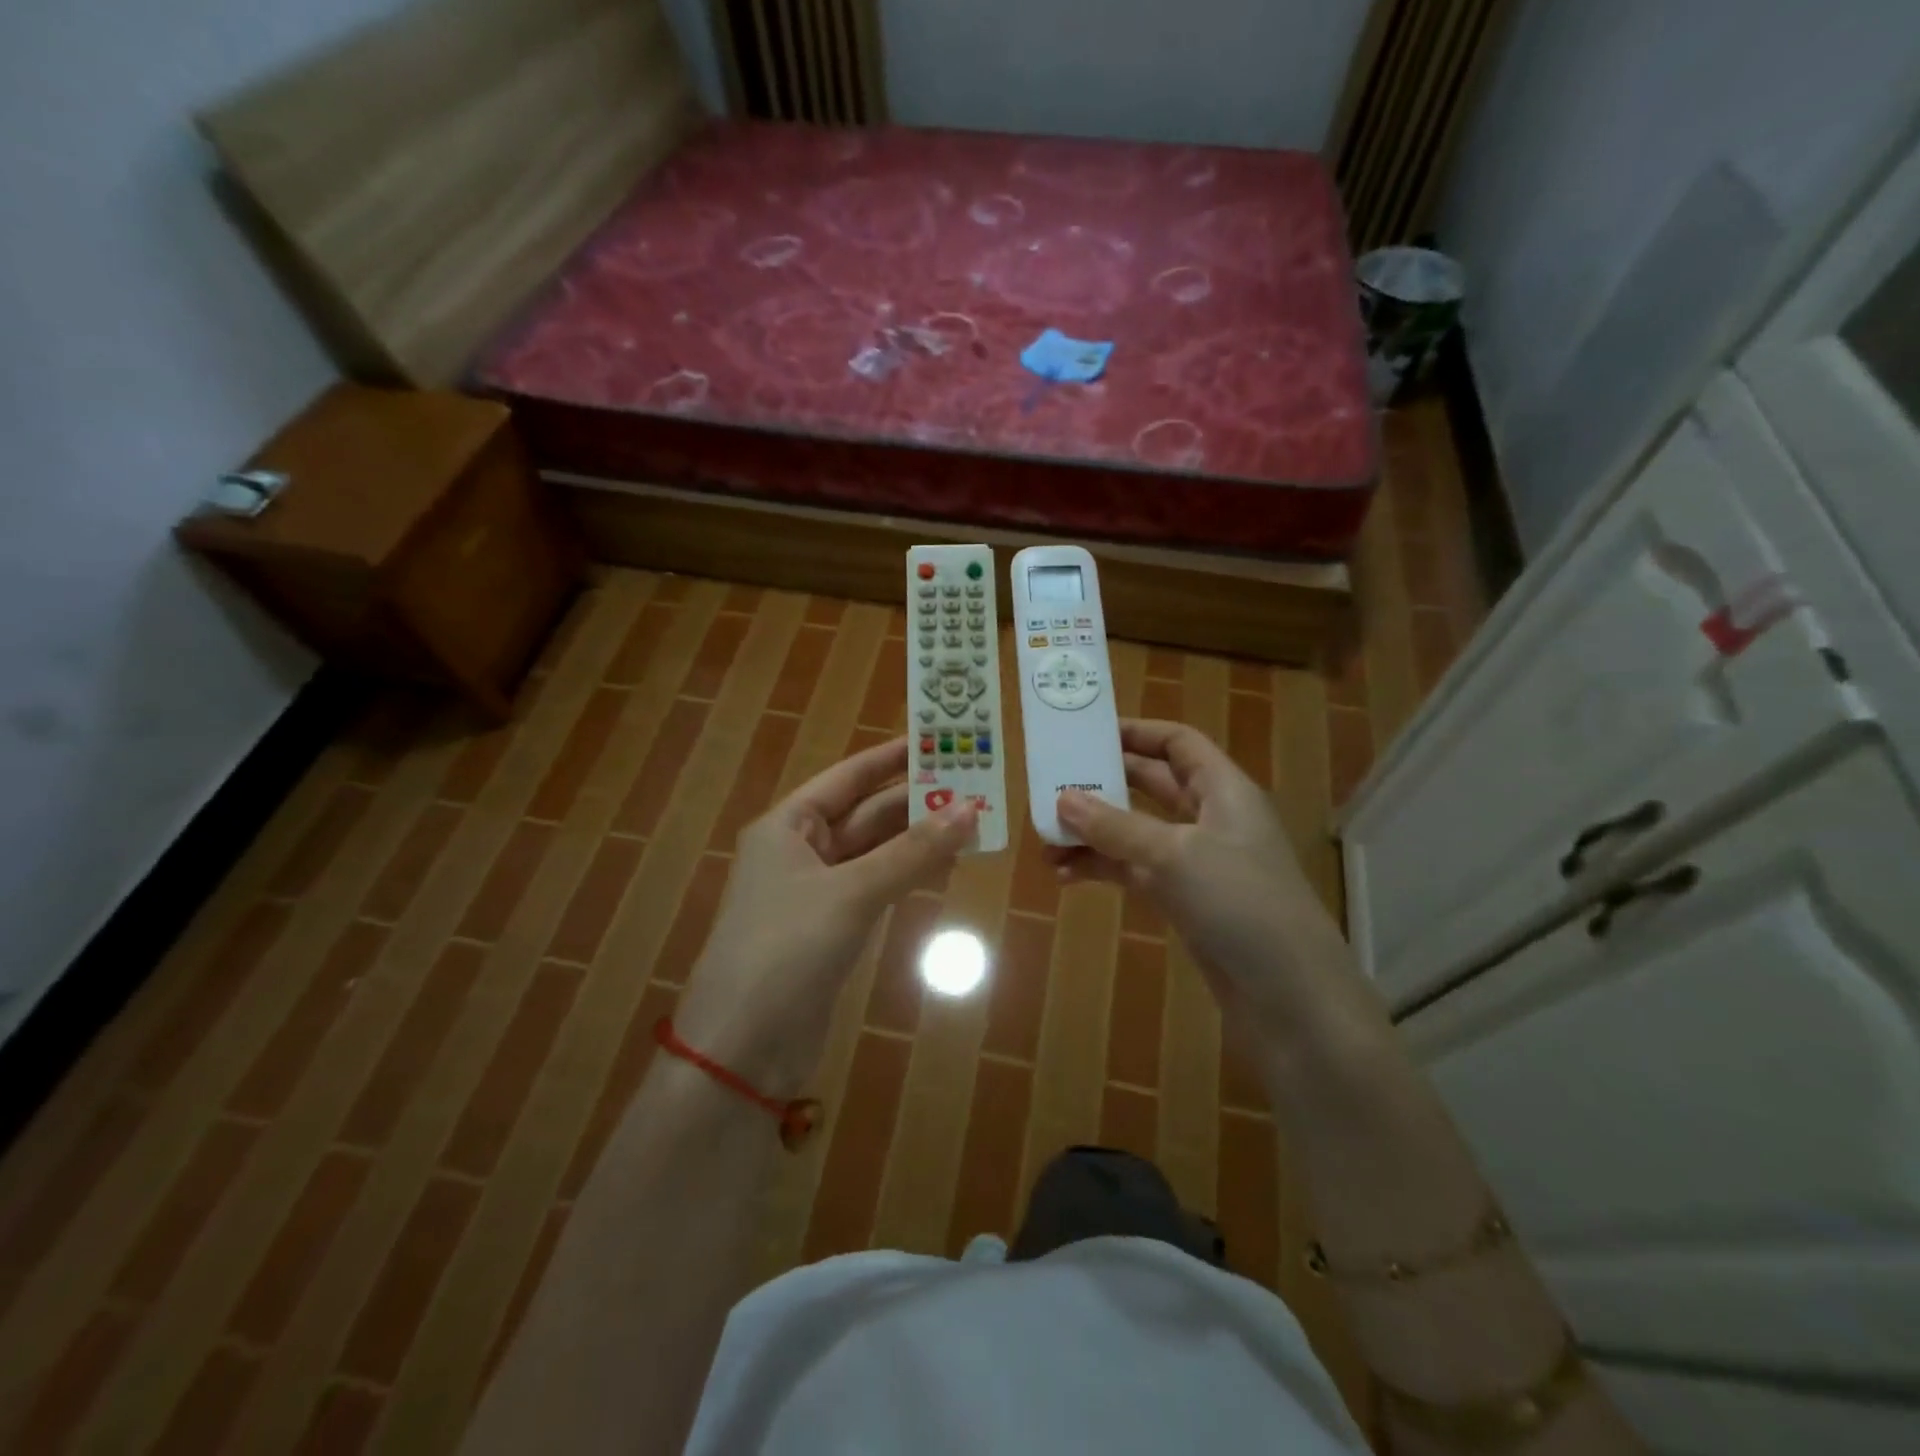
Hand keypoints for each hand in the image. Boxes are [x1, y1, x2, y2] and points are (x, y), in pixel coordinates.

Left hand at [676, 737, 975, 1093]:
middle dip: (916, 803)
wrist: (743, 1048)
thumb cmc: (787, 950)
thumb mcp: (852, 893)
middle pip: (866, 814)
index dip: (892, 758)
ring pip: (876, 852)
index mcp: (788, 825)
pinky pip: (877, 886)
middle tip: (973, 787)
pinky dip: (908, 876)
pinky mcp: (831, 928)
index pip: (848, 777)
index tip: (937, 740)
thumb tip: (970, 808)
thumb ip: (912, 851)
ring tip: (972, 827)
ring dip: (918, 841)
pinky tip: (944, 870)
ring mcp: (816, 891)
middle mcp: (800, 850)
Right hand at [1049, 719, 1350, 1043]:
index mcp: (1223, 790)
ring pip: (1137, 832)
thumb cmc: (1239, 902)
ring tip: (1046, 842)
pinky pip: (1136, 871)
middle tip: (1053, 785)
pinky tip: (1065, 877)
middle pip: (1152, 785)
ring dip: (1094, 834)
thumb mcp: (1172, 855)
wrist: (1288, 995)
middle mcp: (1211, 819)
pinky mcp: (1185, 900)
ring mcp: (1198, 862)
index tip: (1086, 733)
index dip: (1137, 732)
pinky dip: (1103, 869)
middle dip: (1104, 785)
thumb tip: (1062, 799)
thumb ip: (1115, 825)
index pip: (1178, 743)